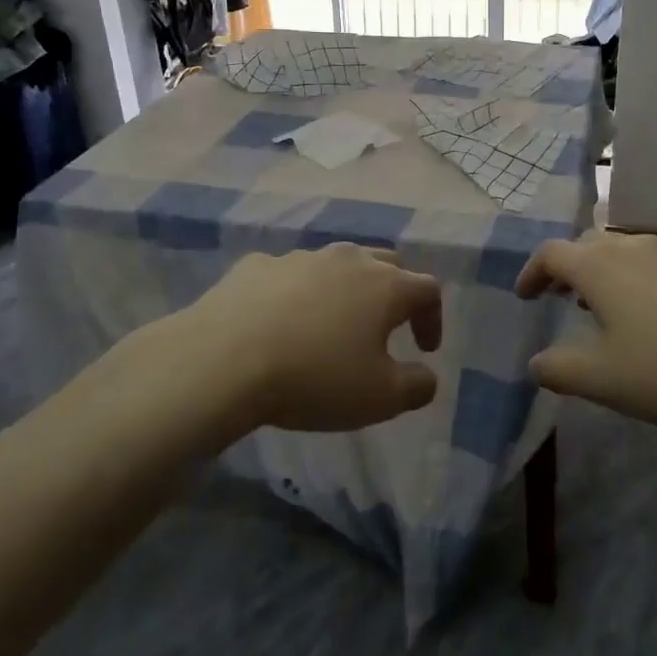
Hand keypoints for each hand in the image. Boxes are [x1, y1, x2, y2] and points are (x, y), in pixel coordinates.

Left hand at [179, 244, 440, 431]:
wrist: (223, 360)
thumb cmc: (314, 378)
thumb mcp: (380, 398)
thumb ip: (416, 386)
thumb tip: (426, 375)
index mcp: (385, 286)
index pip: (427, 289)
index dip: (433, 318)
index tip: (424, 350)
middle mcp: (347, 259)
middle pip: (386, 263)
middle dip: (394, 292)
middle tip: (386, 327)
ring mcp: (299, 257)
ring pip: (335, 264)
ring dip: (344, 290)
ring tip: (330, 325)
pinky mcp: (256, 265)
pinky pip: (288, 275)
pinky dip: (296, 293)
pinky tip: (280, 322)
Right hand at [516, 231, 656, 428]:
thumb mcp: (605, 379)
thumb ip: (560, 371)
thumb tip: (534, 363)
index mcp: (598, 266)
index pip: (550, 254)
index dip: (530, 273)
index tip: (523, 297)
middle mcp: (630, 248)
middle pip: (585, 245)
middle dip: (565, 269)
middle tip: (557, 297)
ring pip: (619, 252)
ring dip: (599, 274)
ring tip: (598, 307)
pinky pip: (649, 265)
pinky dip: (630, 281)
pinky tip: (646, 317)